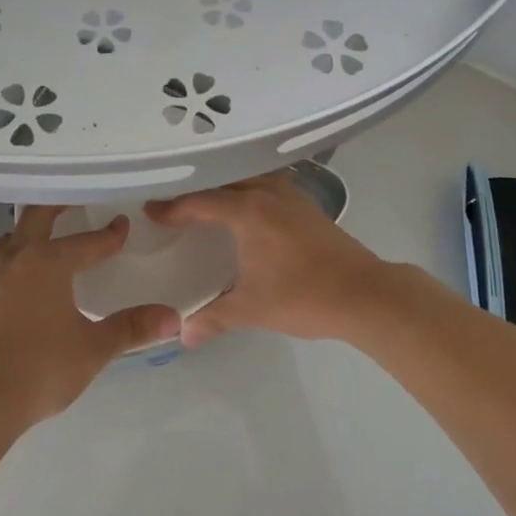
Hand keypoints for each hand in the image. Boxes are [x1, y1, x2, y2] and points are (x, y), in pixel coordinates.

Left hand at [0, 206, 178, 429]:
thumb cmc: (41, 368)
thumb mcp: (94, 348)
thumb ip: (132, 328)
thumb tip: (173, 317)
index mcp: (47, 263)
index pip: (86, 241)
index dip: (109, 235)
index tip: (124, 225)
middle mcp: (19, 260)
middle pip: (37, 218)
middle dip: (59, 205)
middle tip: (78, 197)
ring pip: (14, 236)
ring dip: (33, 227)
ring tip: (51, 229)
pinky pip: (3, 258)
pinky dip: (19, 251)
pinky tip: (28, 270)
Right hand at [145, 173, 390, 347]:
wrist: (364, 294)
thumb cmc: (302, 296)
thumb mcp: (251, 309)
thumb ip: (214, 318)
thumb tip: (182, 336)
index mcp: (248, 210)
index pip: (200, 201)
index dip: (173, 207)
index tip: (151, 211)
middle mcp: (267, 193)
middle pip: (223, 181)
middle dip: (197, 189)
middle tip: (174, 201)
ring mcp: (291, 195)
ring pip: (249, 178)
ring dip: (226, 186)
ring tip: (207, 200)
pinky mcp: (308, 205)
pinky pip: (268, 185)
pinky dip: (249, 190)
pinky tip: (247, 208)